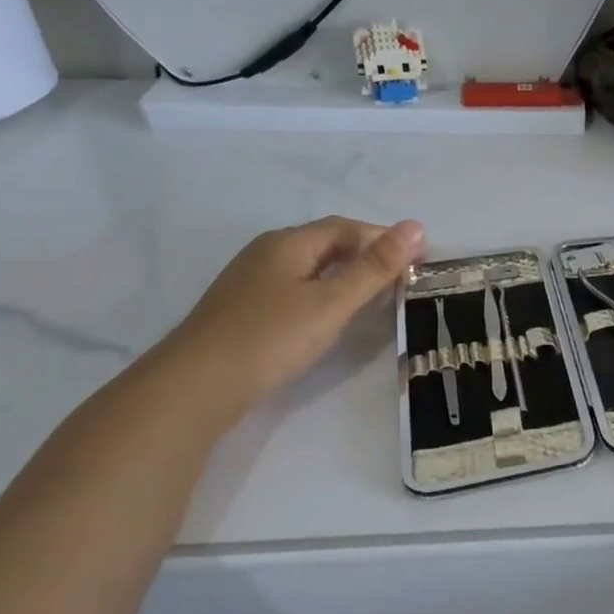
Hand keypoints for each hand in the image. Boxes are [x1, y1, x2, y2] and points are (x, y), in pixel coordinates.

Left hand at [152, 216, 423, 417]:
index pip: (346, 227)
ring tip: (376, 297)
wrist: (195, 387)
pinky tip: (332, 317)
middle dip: (367, 254)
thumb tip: (416, 226)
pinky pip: (296, 289)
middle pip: (327, 243)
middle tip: (402, 279)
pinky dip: (324, 293)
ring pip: (310, 267)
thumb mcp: (333, 302)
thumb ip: (375, 267)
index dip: (384, 238)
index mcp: (289, 243)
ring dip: (346, 275)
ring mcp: (251, 282)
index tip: (418, 259)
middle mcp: (267, 253)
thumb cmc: (271, 337)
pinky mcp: (245, 310)